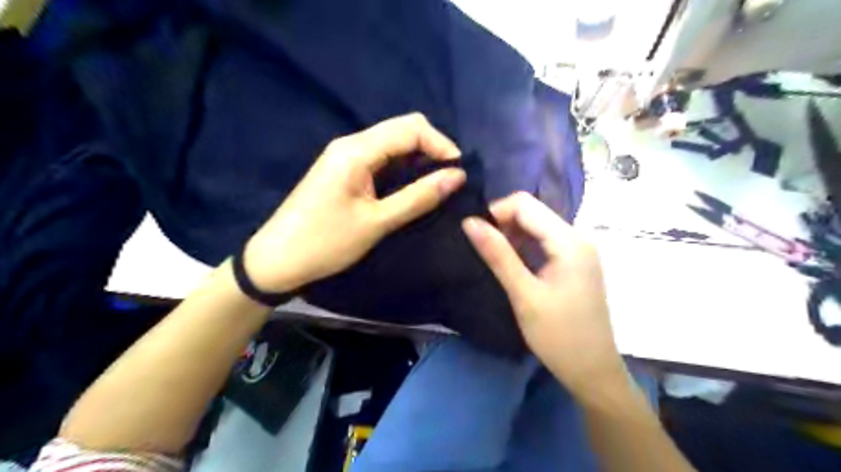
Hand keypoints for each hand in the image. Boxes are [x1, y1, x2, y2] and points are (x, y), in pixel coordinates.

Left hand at [243, 113, 466, 292]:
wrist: (276, 260)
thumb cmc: (325, 243)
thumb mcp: (376, 222)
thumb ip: (418, 197)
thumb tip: (457, 176)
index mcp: (356, 150)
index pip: (411, 128)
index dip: (441, 145)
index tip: (459, 173)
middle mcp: (350, 144)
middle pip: (402, 129)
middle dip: (432, 149)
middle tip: (450, 179)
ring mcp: (345, 156)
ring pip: (392, 143)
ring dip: (418, 159)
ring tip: (436, 185)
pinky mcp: (343, 170)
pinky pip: (380, 158)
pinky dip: (402, 168)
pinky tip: (411, 187)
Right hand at [463, 193, 626, 399]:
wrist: (593, 371)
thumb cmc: (559, 336)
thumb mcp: (524, 295)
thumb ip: (497, 255)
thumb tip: (469, 222)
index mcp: (569, 241)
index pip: (525, 204)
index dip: (496, 213)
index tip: (477, 236)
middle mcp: (578, 237)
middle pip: (533, 212)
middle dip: (503, 224)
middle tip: (484, 252)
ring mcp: (579, 249)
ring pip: (537, 226)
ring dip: (512, 236)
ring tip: (495, 261)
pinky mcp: (575, 262)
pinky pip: (544, 241)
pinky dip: (524, 247)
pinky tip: (513, 266)